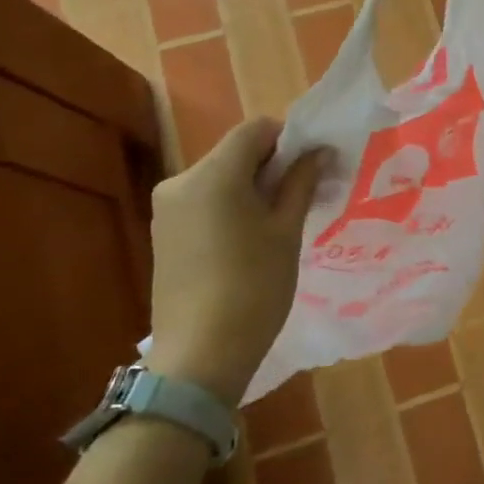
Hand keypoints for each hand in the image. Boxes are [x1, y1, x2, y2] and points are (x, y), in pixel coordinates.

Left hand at [148, 118, 327, 405]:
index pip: (255, 130)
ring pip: (221, 178)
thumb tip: (319, 152)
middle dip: (273, 165)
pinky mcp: (164, 233)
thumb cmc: (255, 286)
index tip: (314, 166)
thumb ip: (301, 183)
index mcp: (213, 175)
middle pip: (236, 152)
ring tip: (281, 223)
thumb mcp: (287, 231)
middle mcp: (181, 181)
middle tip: (305, 195)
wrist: (202, 352)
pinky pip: (205, 201)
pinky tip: (252, 240)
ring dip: (253, 187)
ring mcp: (167, 209)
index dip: (290, 139)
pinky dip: (232, 206)